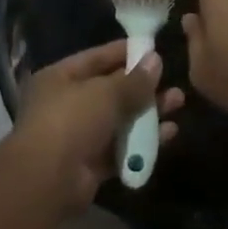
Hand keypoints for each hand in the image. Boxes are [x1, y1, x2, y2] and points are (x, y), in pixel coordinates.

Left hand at [14, 40, 183, 206]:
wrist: (48, 179)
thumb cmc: (72, 121)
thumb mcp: (106, 93)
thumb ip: (134, 79)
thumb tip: (156, 60)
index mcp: (60, 78)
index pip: (96, 58)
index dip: (125, 52)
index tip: (154, 49)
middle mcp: (67, 104)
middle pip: (111, 90)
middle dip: (143, 86)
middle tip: (173, 80)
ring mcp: (79, 135)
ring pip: (120, 119)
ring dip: (149, 112)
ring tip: (179, 103)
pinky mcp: (91, 163)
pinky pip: (122, 147)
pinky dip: (143, 141)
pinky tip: (169, 133)